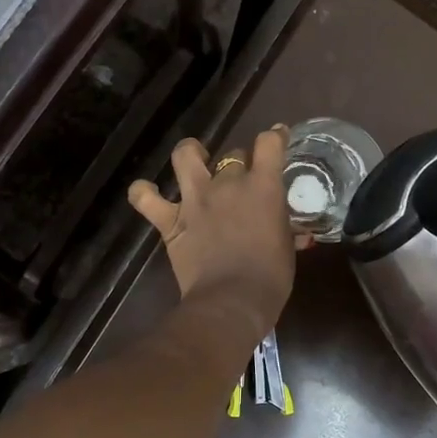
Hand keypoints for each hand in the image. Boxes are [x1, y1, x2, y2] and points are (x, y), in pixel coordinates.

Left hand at [128, 128, 298, 346]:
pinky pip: (145, 198)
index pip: (269, 143)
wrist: (232, 301)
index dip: (274, 136)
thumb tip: (293, 232)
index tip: (277, 137)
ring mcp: (195, 200)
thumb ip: (285, 229)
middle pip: (233, 155)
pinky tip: (147, 193)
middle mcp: (227, 184)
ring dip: (190, 152)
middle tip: (243, 181)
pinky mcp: (171, 221)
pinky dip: (143, 193)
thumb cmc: (271, 277)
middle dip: (240, 163)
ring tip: (195, 158)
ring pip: (185, 156)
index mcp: (263, 187)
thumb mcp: (287, 247)